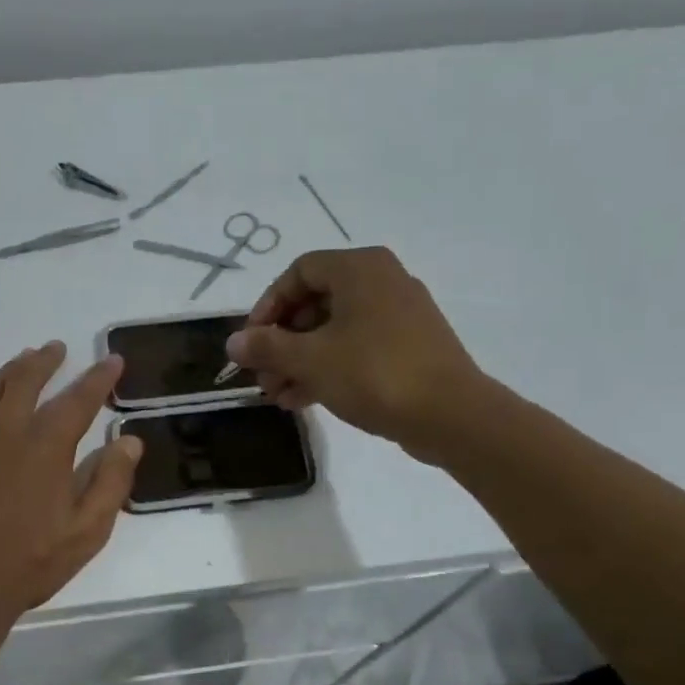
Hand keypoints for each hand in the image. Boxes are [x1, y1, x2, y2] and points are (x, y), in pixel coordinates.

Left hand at [0, 342, 142, 622]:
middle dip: (46, 361)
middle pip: (27, 381)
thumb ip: (111, 482)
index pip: (78, 400)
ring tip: (25, 359)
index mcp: (46, 448)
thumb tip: (129, 440)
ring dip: (12, 369)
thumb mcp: (87, 531)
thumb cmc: (31, 563)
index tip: (112, 360)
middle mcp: (7, 432)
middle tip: (58, 348)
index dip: (98, 378)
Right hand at [225, 247, 489, 460]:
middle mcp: (381, 281)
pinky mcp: (409, 346)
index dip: (267, 306)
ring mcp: (398, 315)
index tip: (251, 342)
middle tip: (262, 376)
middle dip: (281, 342)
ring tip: (277, 395)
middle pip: (315, 303)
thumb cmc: (375, 374)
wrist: (451, 415)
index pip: (298, 272)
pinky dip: (328, 368)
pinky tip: (303, 400)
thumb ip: (267, 348)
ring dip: (299, 361)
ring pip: (334, 330)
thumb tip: (233, 342)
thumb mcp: (310, 360)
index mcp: (360, 269)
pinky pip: (356, 348)